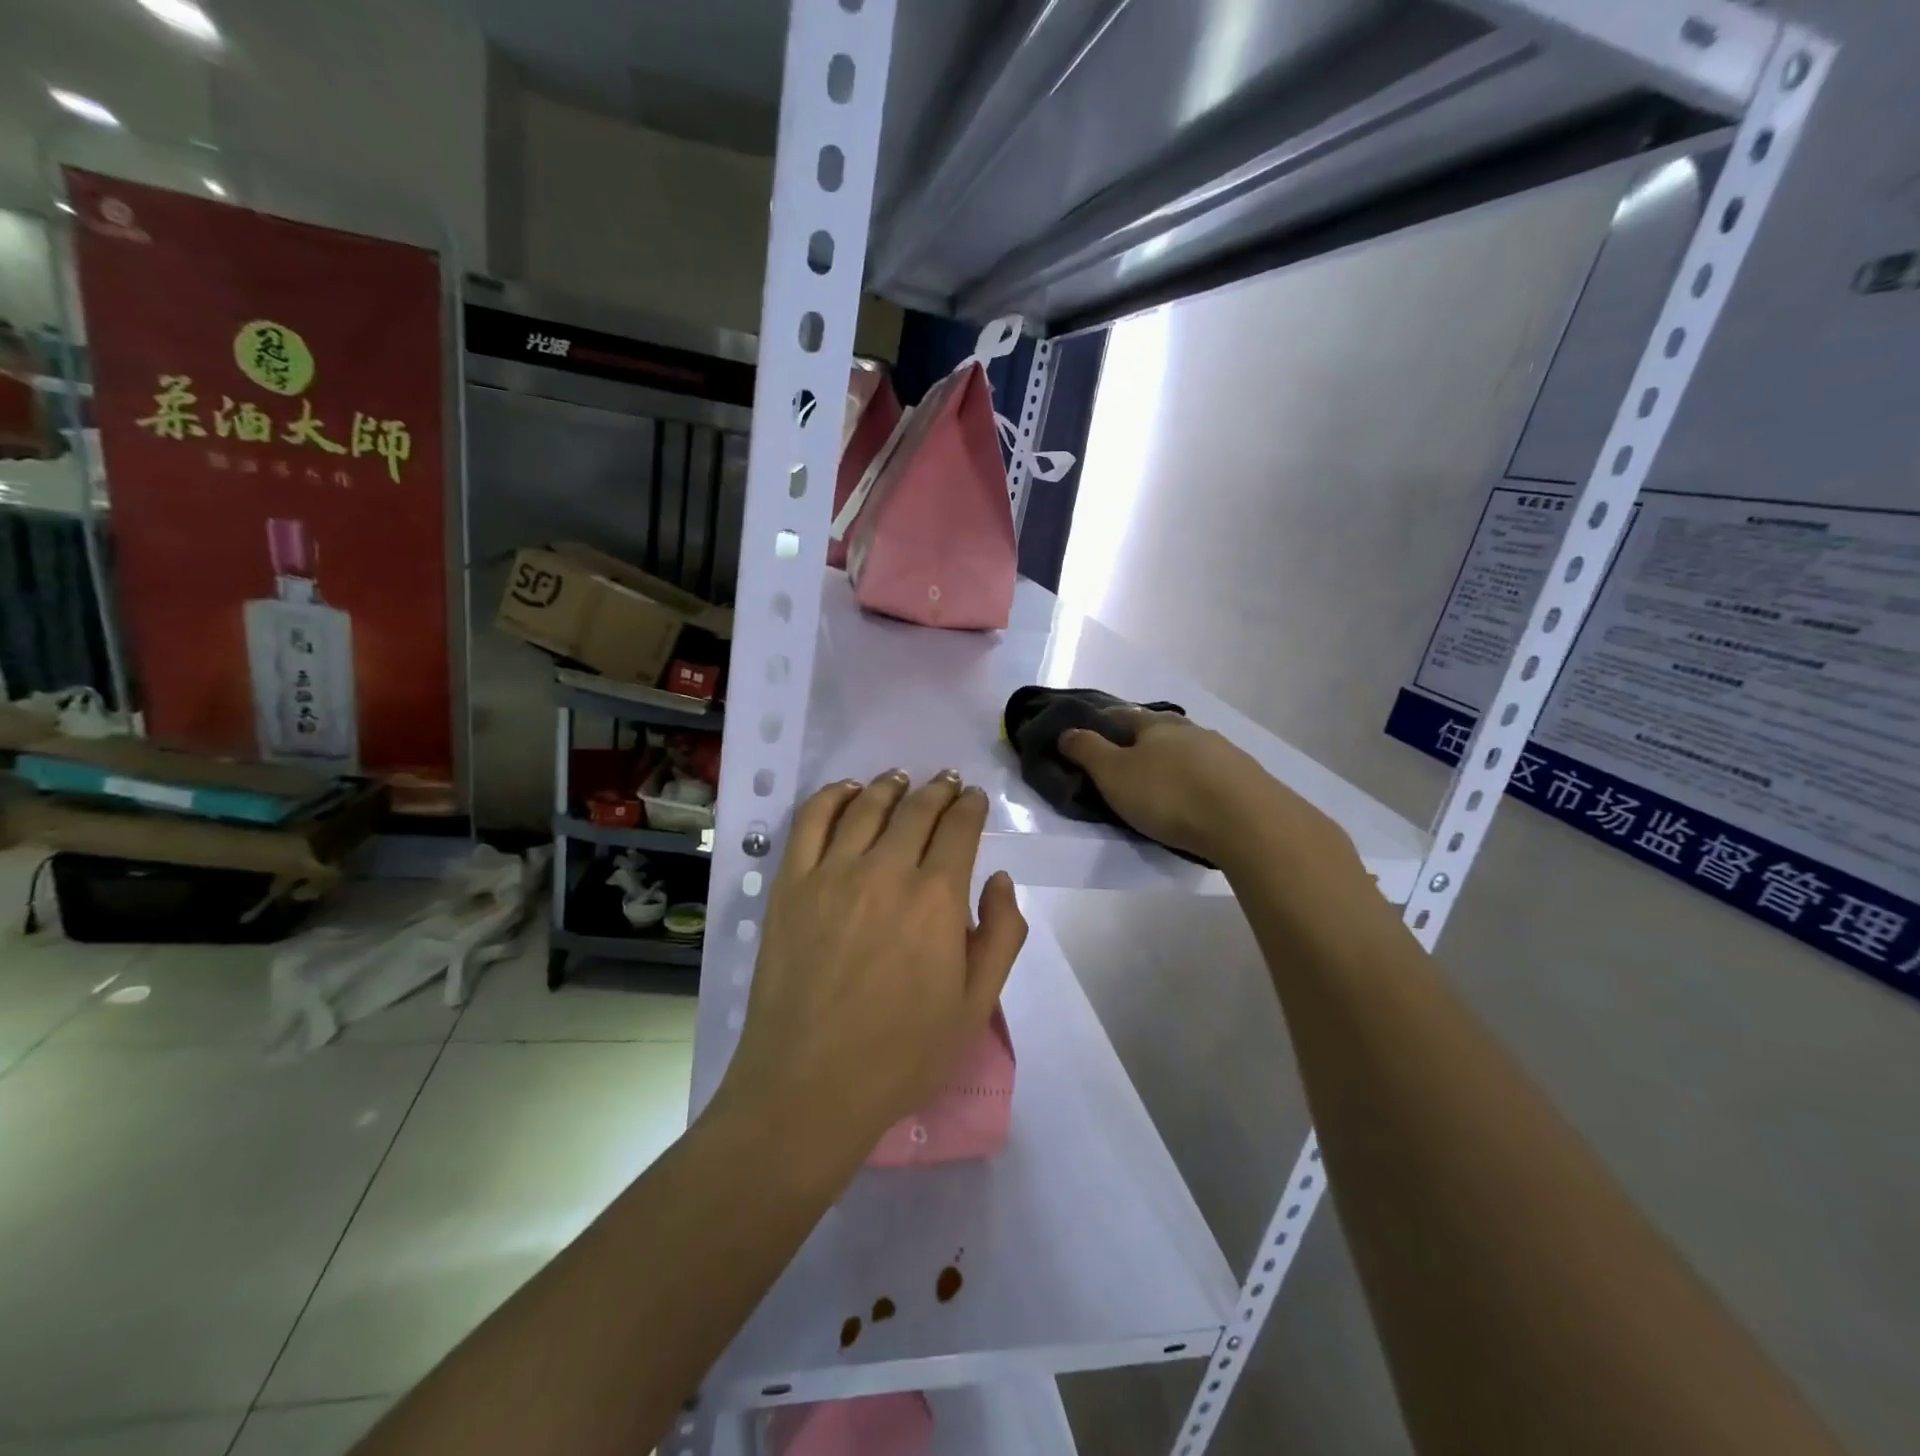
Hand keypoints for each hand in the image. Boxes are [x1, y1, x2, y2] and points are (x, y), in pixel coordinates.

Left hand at [716, 771, 1027, 1165]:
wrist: (810, 1085)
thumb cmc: (903, 1053)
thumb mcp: (976, 1005)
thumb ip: (1002, 934)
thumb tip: (1000, 879)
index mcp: (937, 898)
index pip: (959, 828)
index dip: (970, 807)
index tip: (974, 799)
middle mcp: (886, 870)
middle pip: (917, 810)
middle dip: (938, 790)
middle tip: (947, 781)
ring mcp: (832, 874)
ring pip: (866, 807)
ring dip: (889, 786)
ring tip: (900, 778)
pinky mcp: (790, 885)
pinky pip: (811, 823)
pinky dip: (831, 797)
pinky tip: (845, 791)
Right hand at [1058, 708, 1351, 870]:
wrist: (1248, 822)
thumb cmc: (1169, 795)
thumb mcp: (1114, 775)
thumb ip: (1087, 752)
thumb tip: (1066, 731)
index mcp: (1155, 725)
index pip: (1122, 715)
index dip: (1103, 722)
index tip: (1089, 735)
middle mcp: (1190, 730)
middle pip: (1158, 730)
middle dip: (1141, 742)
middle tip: (1124, 763)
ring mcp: (1223, 751)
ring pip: (1188, 750)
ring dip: (1172, 761)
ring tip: (1160, 784)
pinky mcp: (1246, 778)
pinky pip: (1211, 773)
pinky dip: (1196, 781)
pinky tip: (1195, 798)